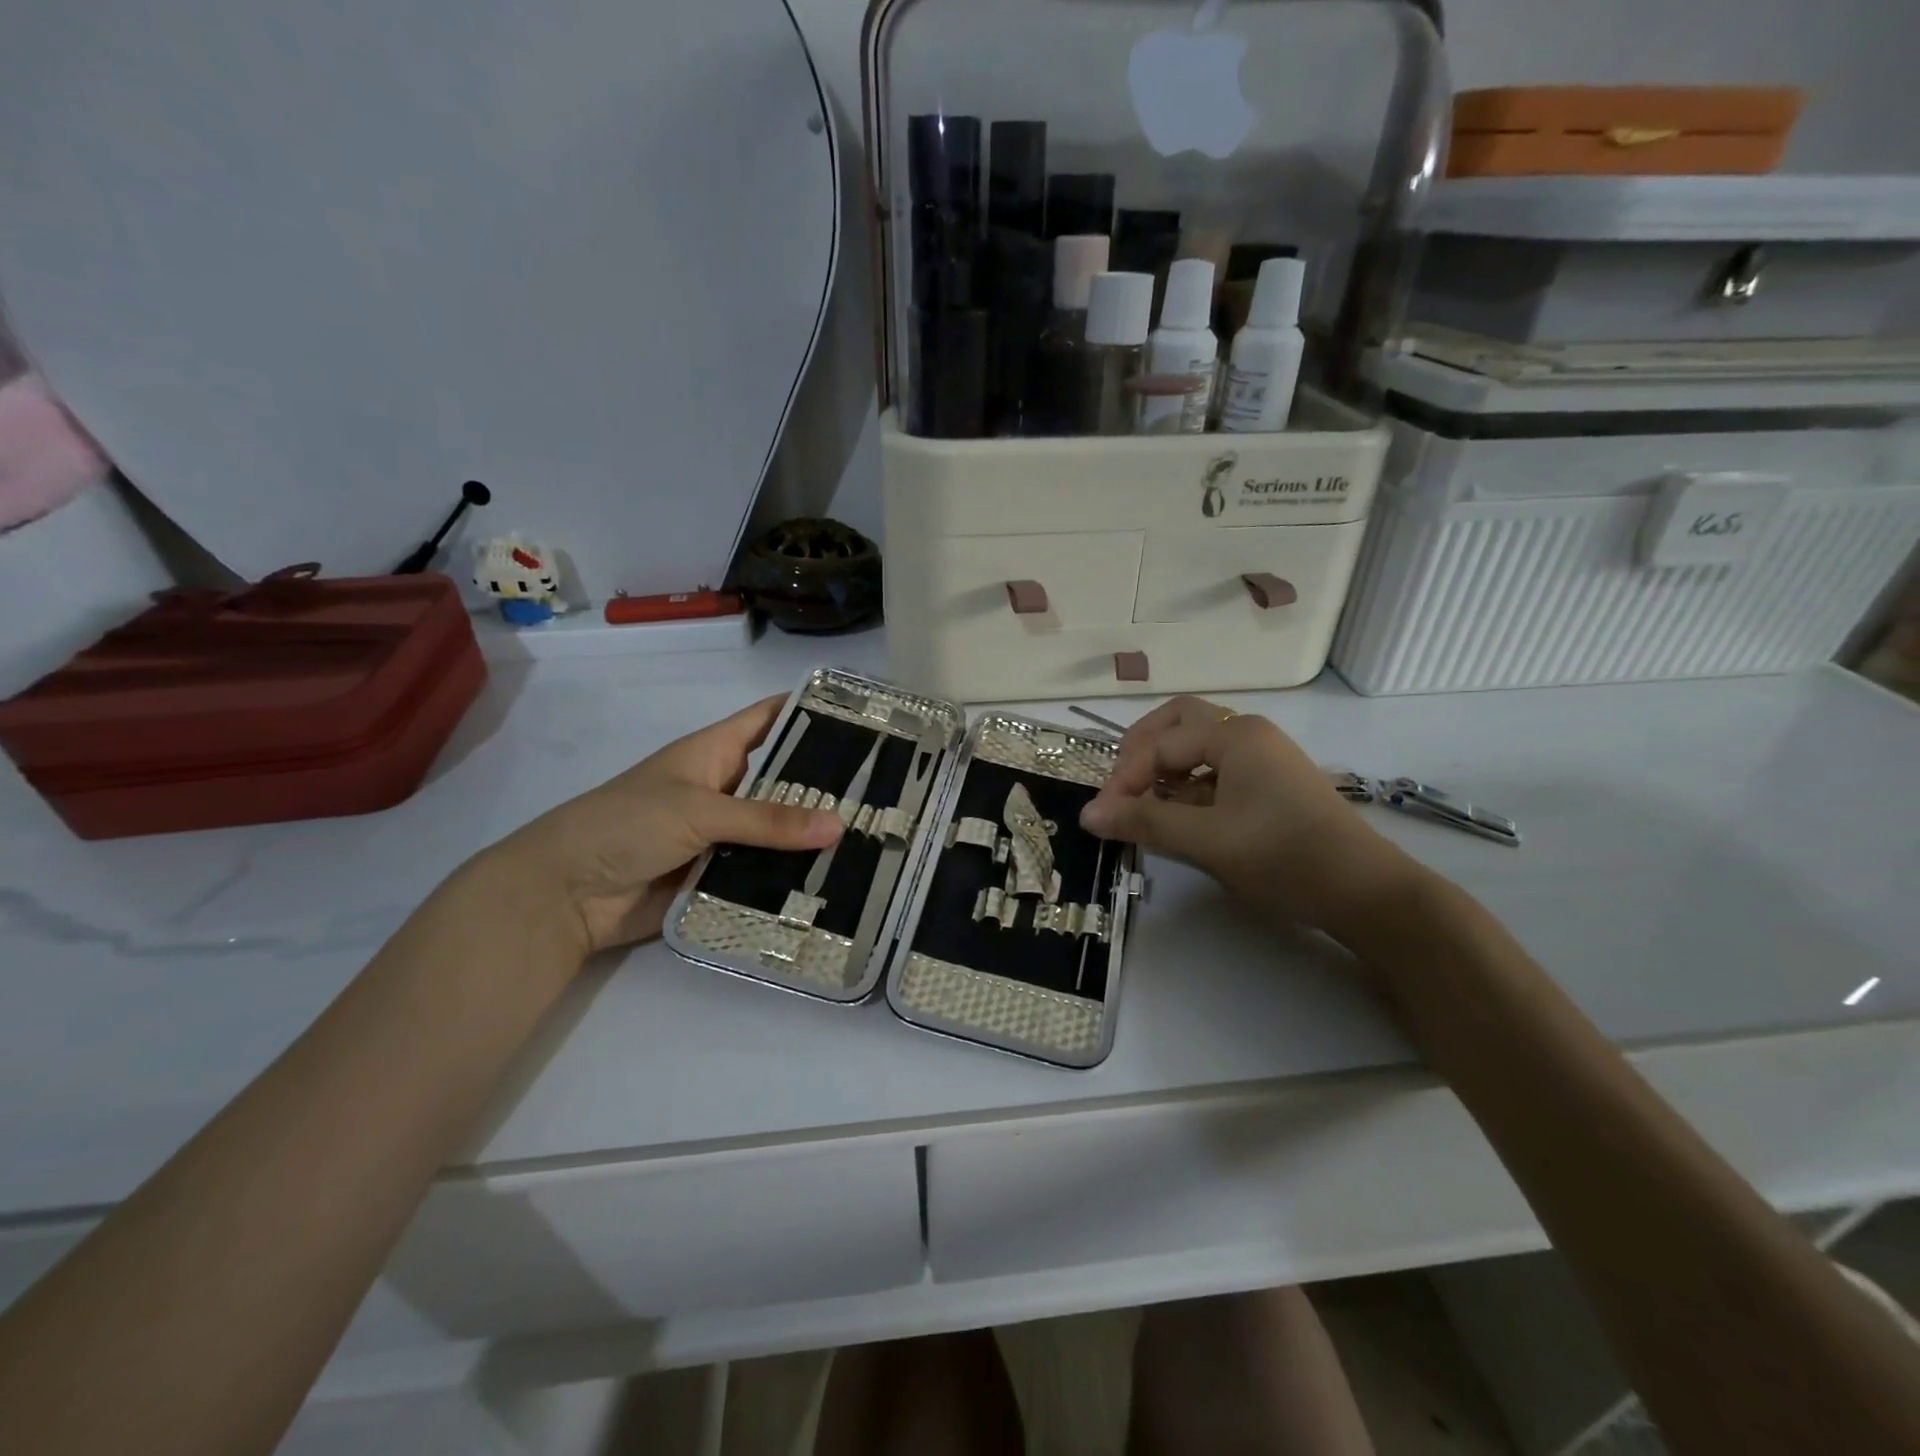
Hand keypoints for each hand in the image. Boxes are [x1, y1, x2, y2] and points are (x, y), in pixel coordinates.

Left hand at [493, 696, 842, 957]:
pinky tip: (838, 883)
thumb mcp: (699, 811)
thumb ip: (768, 819)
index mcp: (715, 753)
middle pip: (784, 780)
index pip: (769, 720)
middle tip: (888, 791)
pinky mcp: (720, 875)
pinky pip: (765, 872)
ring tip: (875, 839)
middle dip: (827, 785)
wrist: (566, 895)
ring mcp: (724, 835)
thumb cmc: (626, 824)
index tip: (864, 717)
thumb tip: (839, 825)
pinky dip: (793, 877)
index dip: (810, 712)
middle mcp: (725, 790)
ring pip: (779, 831)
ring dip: (814, 837)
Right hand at [1079, 696, 1409, 930]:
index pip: (1160, 744)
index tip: (1103, 816)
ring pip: (1197, 746)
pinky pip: (1216, 769)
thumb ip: (1144, 822)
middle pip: (1178, 723)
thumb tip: (1087, 815)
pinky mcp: (1271, 783)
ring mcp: (1263, 757)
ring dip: (1165, 768)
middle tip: (1120, 786)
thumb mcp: (1206, 840)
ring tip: (1145, 804)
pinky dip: (1189, 785)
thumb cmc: (1282, 856)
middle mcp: (1248, 733)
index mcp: (1234, 735)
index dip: (1124, 777)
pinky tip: (1181, 817)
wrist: (1364, 891)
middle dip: (1142, 751)